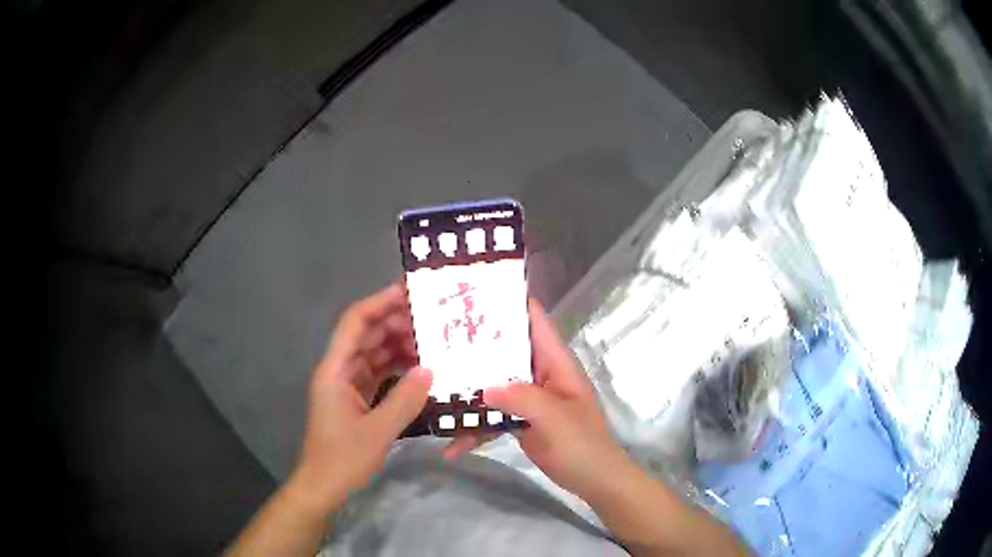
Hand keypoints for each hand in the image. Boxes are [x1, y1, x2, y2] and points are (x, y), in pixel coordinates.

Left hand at [290, 282, 431, 514]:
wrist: (324, 486)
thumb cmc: (343, 459)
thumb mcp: (378, 431)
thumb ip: (405, 400)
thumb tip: (430, 370)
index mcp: (335, 370)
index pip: (354, 323)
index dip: (379, 303)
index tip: (409, 292)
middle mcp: (339, 371)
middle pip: (366, 335)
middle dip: (395, 322)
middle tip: (431, 317)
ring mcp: (347, 385)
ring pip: (373, 354)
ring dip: (398, 345)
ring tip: (432, 339)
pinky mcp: (356, 399)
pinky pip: (378, 373)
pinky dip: (397, 367)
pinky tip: (420, 367)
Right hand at [447, 299, 631, 501]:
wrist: (593, 480)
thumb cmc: (583, 444)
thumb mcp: (556, 418)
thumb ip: (523, 398)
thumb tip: (484, 387)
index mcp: (555, 362)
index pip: (535, 320)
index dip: (509, 301)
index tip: (472, 292)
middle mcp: (539, 373)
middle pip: (504, 350)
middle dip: (474, 345)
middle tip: (433, 338)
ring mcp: (528, 397)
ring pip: (493, 383)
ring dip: (467, 390)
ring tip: (431, 391)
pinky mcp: (519, 419)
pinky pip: (492, 416)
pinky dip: (474, 428)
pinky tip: (451, 446)